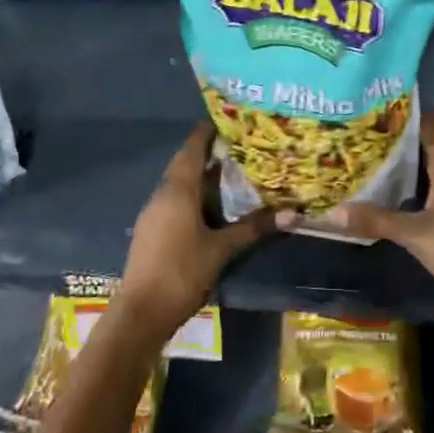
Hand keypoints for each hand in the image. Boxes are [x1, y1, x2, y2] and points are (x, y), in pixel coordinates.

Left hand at [113, 124, 273, 339]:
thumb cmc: (182, 272)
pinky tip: (211, 206)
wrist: (140, 313)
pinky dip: (193, 195)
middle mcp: (162, 194)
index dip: (207, 131)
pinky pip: (174, 201)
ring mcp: (153, 213)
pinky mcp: (151, 230)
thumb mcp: (222, 249)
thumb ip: (254, 228)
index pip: (192, 148)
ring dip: (200, 175)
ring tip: (230, 171)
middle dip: (208, 152)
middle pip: (184, 163)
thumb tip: (293, 213)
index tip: (229, 120)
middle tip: (237, 145)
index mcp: (178, 190)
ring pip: (178, 184)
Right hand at [277, 112, 433, 326]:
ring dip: (406, 165)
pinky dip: (415, 188)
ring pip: (431, 169)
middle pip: (428, 146)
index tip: (377, 107)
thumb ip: (377, 220)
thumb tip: (333, 211)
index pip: (430, 125)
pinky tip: (394, 197)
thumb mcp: (415, 234)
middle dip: (398, 140)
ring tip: (371, 161)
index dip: (406, 113)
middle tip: (363, 134)